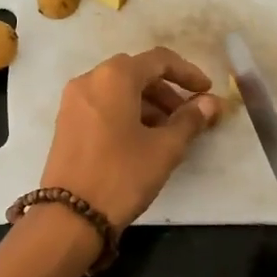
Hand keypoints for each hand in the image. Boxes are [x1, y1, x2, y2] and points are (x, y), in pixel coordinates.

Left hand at [41, 48, 223, 228]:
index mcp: (114, 77)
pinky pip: (103, 106)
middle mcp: (89, 80)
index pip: (158, 60)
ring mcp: (73, 102)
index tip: (207, 92)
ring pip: (118, 91)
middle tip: (189, 116)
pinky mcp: (66, 123)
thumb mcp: (164, 149)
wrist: (70, 216)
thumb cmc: (122, 175)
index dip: (188, 73)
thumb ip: (190, 120)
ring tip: (169, 133)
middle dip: (167, 91)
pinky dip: (126, 113)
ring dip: (148, 104)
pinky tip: (142, 140)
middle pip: (136, 73)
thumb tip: (211, 103)